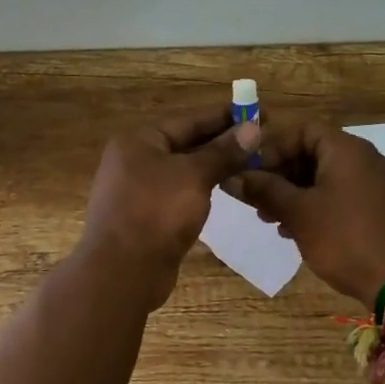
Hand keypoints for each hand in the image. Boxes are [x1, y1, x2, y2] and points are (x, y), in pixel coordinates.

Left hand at [80, 104, 260, 310]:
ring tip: (252, 162)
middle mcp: (135, 160)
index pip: (189, 120)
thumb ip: (223, 152)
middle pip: (185, 143)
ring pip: (184, 170)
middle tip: (262, 138)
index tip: (259, 112)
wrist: (122, 271)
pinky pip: (179, 193)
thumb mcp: (194, 176)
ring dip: (215, 166)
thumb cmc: (156, 213)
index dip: (225, 116)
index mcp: (139, 141)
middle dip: (223, 141)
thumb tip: (253, 128)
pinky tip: (227, 189)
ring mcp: (138, 190)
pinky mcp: (146, 216)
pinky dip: (202, 189)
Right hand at [230, 123, 384, 309]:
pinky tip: (296, 232)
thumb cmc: (347, 238)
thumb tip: (232, 177)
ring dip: (293, 194)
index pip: (301, 130)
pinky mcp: (379, 211)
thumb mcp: (299, 213)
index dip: (272, 147)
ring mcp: (375, 186)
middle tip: (254, 199)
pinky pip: (339, 198)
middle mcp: (364, 160)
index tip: (250, 171)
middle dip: (279, 174)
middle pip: (311, 153)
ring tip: (270, 219)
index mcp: (345, 150)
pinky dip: (315, 208)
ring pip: (323, 179)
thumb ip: (264, 190)